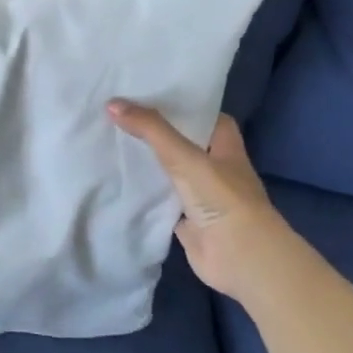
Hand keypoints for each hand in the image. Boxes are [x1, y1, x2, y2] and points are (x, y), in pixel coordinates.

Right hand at [107, 101, 278, 298]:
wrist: (240, 257)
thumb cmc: (222, 198)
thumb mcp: (185, 156)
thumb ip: (151, 130)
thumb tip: (112, 103)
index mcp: (226, 147)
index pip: (207, 117)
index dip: (185, 105)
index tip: (153, 95)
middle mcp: (217, 169)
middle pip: (186, 144)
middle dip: (160, 133)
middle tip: (123, 116)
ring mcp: (203, 197)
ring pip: (173, 174)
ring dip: (151, 164)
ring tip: (115, 144)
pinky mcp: (188, 222)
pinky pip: (163, 203)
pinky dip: (146, 196)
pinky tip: (121, 184)